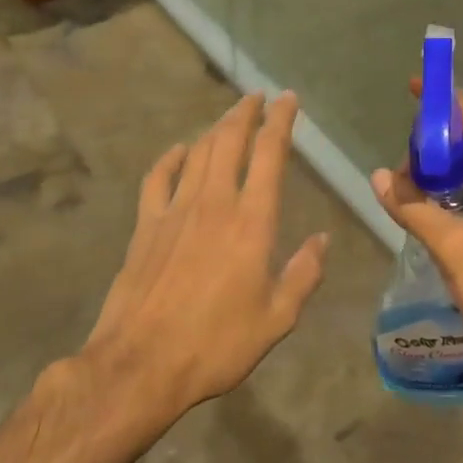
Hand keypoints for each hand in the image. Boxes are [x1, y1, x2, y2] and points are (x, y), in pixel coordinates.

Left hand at [81, 92, 327, 422]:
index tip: (288, 99)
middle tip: (258, 97)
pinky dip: (170, 158)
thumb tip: (323, 239)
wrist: (140, 365)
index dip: (280, 121)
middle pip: (229, 141)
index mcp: (252, 221)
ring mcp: (175, 211)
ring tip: (229, 117)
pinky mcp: (145, 226)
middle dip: (246, 113)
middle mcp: (214, 203)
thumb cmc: (216, 344)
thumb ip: (303, 274)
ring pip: (197, 153)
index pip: (269, 154)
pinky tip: (178, 151)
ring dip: (215, 128)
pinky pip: (158, 178)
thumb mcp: (276, 319)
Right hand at [370, 88, 462, 381]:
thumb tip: (379, 176)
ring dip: (448, 169)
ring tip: (411, 186)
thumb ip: (413, 208)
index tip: (412, 88)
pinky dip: (462, 188)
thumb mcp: (453, 248)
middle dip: (438, 142)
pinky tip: (436, 207)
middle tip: (402, 161)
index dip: (443, 99)